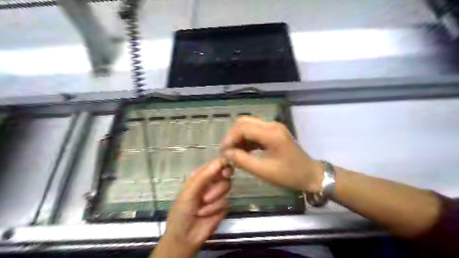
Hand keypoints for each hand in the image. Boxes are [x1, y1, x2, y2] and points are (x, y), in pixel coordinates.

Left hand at [153, 157, 233, 257]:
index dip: (223, 163)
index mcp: (201, 175)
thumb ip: (205, 176)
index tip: (225, 169)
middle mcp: (211, 182)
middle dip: (221, 179)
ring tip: (203, 205)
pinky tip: (206, 214)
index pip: (216, 164)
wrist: (184, 236)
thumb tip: (221, 160)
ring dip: (215, 196)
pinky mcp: (223, 206)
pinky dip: (216, 208)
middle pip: (225, 173)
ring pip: (227, 186)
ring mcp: (218, 194)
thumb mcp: (190, 191)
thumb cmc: (182, 210)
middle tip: (223, 180)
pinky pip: (226, 201)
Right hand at [219, 117, 321, 193]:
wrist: (310, 174)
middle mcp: (272, 125)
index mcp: (271, 133)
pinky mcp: (273, 132)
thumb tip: (226, 154)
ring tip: (233, 153)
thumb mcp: (264, 171)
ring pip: (248, 125)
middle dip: (232, 136)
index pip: (243, 128)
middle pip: (244, 122)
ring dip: (238, 137)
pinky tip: (243, 151)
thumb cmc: (289, 175)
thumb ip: (242, 160)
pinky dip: (246, 139)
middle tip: (227, 152)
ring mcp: (273, 127)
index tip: (223, 153)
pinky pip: (255, 131)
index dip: (229, 139)